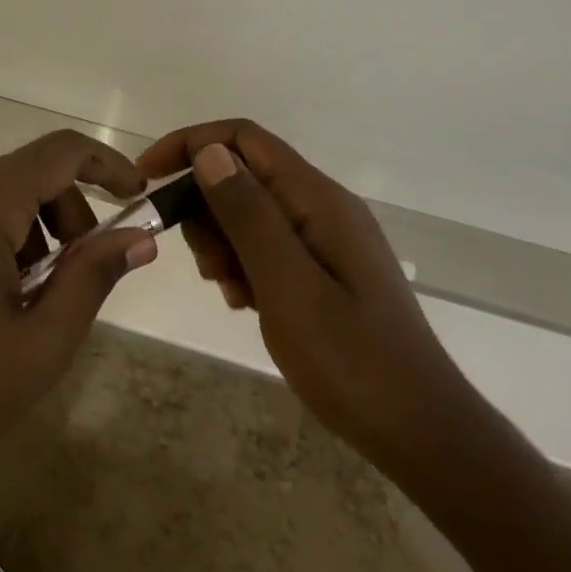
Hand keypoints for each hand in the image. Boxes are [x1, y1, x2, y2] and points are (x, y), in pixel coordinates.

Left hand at [0, 130, 155, 513]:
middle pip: (29, 174)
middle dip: (70, 214)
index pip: (59, 151)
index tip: (139, 199)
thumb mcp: (41, 342)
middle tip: (81, 277)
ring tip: (35, 302)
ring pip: (0, 196)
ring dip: (36, 232)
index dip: (107, 165)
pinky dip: (2, 241)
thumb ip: (93, 276)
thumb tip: (139, 236)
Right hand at [139, 120, 475, 483]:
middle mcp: (323, 206)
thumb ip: (248, 214)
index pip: (243, 139)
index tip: (148, 180)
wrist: (422, 432)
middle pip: (245, 175)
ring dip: (224, 242)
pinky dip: (246, 265)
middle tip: (207, 267)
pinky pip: (270, 246)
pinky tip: (249, 304)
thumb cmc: (352, 362)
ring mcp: (328, 238)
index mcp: (317, 199)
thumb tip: (210, 151)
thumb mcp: (287, 286)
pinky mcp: (327, 269)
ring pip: (252, 212)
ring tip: (231, 293)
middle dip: (207, 209)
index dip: (191, 145)